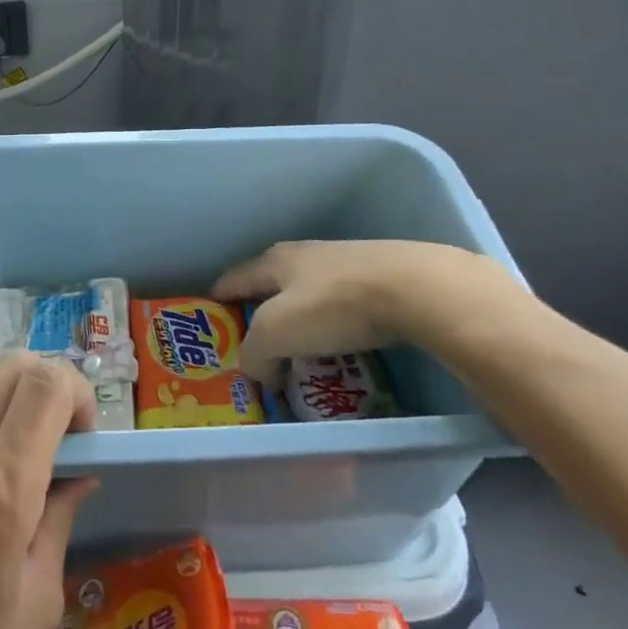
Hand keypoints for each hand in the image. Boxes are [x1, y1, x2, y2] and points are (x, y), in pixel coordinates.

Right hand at [213, 239, 531, 383]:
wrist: (417, 289)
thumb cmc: (334, 305)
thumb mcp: (276, 333)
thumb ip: (255, 354)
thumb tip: (260, 372)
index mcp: (273, 261)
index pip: (231, 281)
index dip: (216, 304)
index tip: (210, 330)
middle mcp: (305, 256)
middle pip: (270, 288)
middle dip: (260, 318)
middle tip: (258, 352)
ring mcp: (345, 264)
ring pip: (308, 297)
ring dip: (300, 325)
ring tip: (301, 356)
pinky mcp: (379, 279)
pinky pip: (342, 306)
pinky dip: (334, 327)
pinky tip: (343, 347)